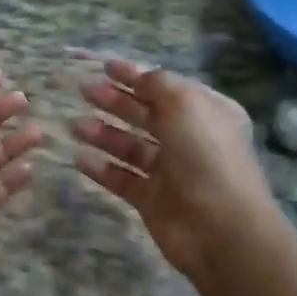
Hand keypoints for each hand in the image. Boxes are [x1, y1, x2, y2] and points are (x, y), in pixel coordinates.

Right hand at [72, 58, 279, 286]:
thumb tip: (140, 76)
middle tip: (84, 91)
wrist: (221, 229)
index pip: (166, 88)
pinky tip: (78, 158)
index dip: (136, 76)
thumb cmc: (206, 155)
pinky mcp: (153, 200)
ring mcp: (171, 171)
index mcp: (205, 112)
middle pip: (146, 114)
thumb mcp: (185, 104)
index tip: (105, 67)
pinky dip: (101, 168)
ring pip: (131, 146)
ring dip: (103, 133)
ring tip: (75, 126)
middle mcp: (189, 139)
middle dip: (115, 101)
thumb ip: (158, 84)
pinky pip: (122, 178)